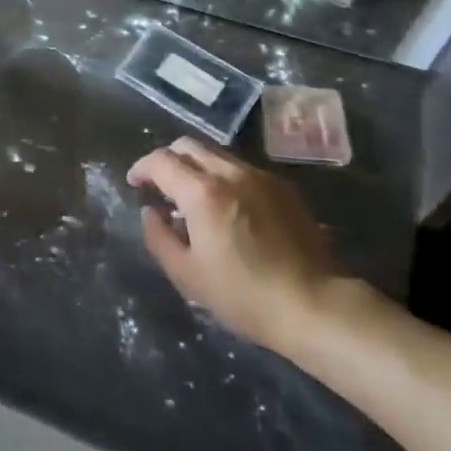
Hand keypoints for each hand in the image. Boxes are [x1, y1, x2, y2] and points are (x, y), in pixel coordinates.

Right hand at [127, 137, 341, 357]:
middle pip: (188, 145)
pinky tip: (226, 206)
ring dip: (195, 166)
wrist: (315, 305)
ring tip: (192, 197)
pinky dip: (222, 176)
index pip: (161, 160)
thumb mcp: (187, 275)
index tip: (135, 184)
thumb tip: (150, 212)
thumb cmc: (244, 295)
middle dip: (167, 159)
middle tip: (160, 186)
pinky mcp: (282, 187)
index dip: (142, 167)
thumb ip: (159, 237)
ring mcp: (259, 176)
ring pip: (216, 154)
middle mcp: (229, 172)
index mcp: (202, 192)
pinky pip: (241, 168)